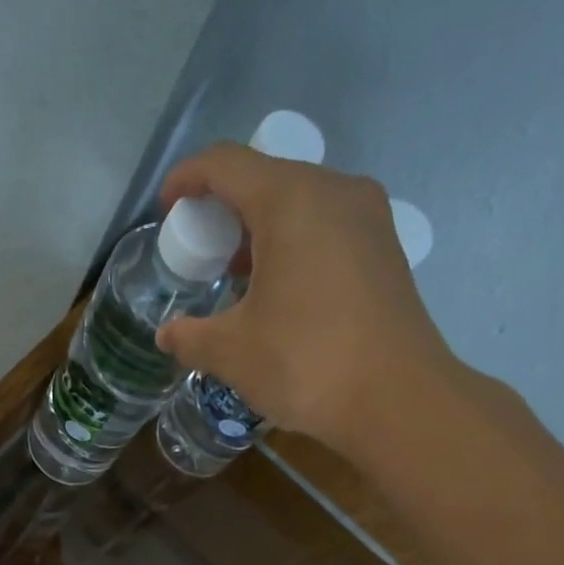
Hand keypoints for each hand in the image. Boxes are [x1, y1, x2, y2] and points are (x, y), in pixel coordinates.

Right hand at [155, 145, 465, 458]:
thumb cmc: (306, 364)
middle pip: (265, 178)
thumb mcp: (232, 353)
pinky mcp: (384, 248)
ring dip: (260, 230)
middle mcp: (334, 191)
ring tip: (237, 276)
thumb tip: (167, 335)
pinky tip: (280, 290)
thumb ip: (190, 336)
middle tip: (201, 254)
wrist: (398, 400)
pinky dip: (293, 243)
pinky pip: (326, 226)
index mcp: (291, 200)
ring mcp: (368, 217)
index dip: (187, 179)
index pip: (226, 164)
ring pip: (299, 202)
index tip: (166, 209)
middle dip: (224, 210)